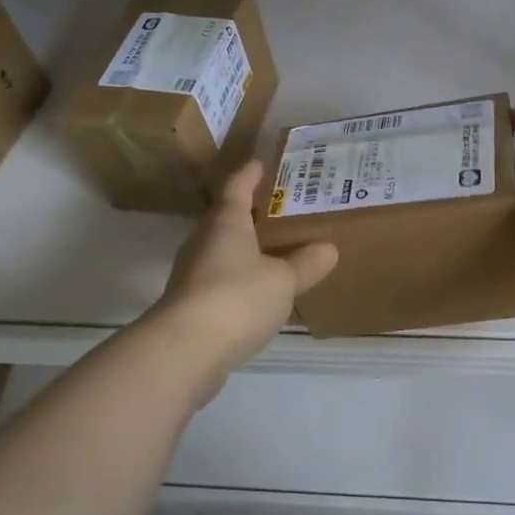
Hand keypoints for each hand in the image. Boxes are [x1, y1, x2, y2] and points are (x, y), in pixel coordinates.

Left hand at [153, 160, 338, 402]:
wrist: (186, 351)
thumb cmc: (237, 297)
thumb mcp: (283, 280)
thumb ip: (306, 264)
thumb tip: (329, 248)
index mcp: (226, 222)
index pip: (237, 187)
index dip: (250, 174)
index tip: (261, 163)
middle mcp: (204, 241)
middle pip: (226, 217)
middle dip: (250, 211)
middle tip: (280, 208)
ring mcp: (193, 274)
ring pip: (222, 250)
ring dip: (244, 247)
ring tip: (274, 248)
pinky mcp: (191, 305)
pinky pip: (220, 280)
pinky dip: (239, 278)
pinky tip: (258, 290)